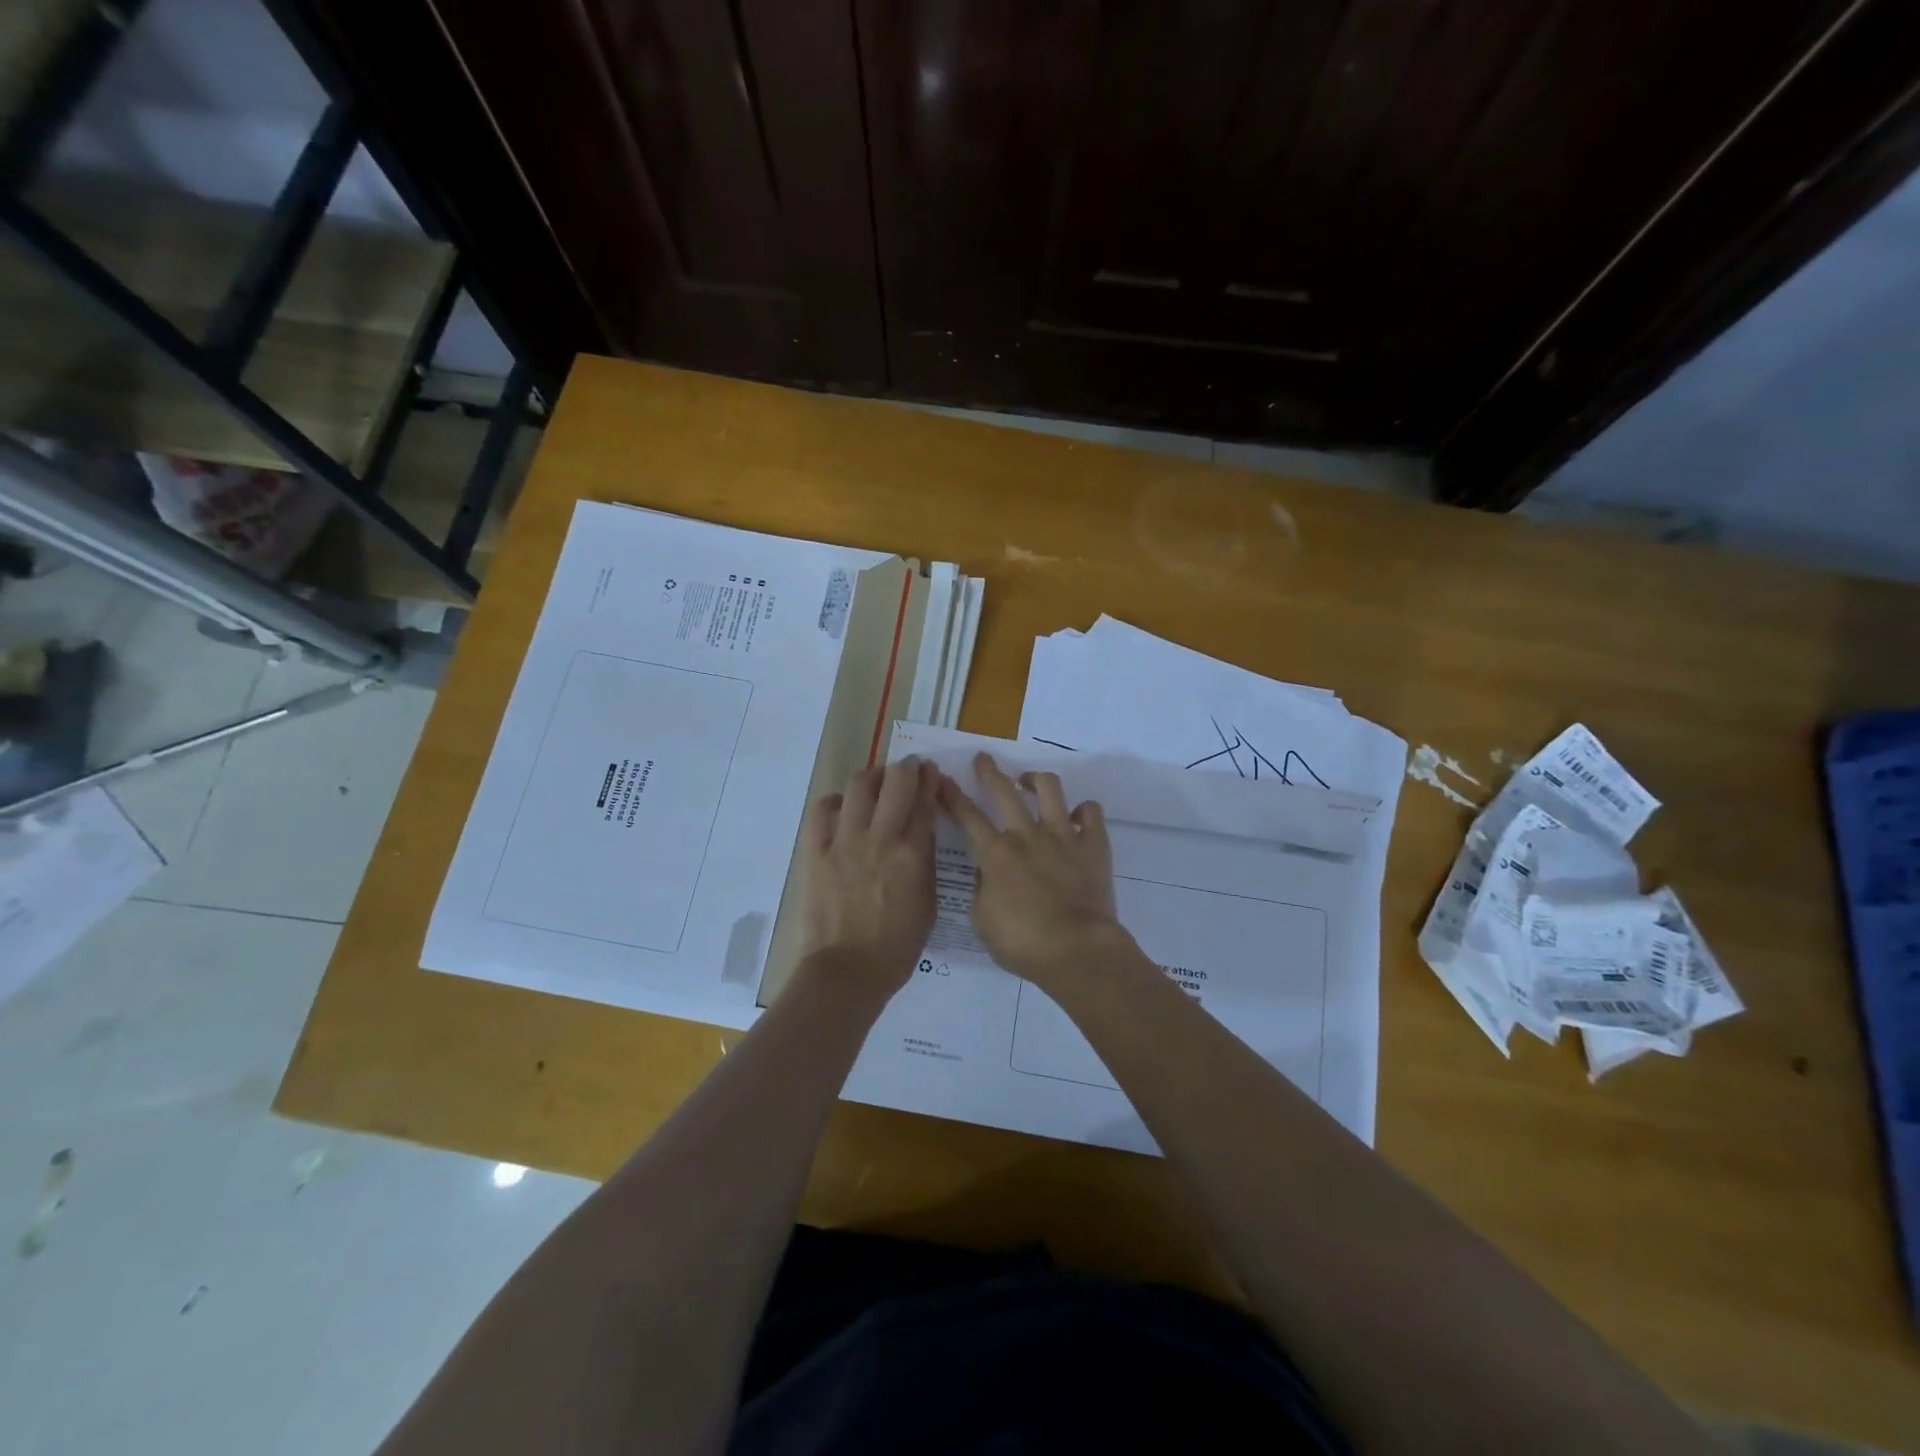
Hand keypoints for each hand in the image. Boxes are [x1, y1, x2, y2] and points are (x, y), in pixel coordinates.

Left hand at [797, 758, 939, 999]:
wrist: (847, 972)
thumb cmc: (896, 947)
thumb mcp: (929, 905)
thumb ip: (926, 863)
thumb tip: (921, 834)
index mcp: (913, 854)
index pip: (925, 801)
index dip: (930, 780)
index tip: (932, 773)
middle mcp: (880, 838)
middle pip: (896, 782)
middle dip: (906, 768)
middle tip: (909, 770)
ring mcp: (844, 842)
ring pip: (858, 786)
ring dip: (872, 777)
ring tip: (876, 783)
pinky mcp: (816, 852)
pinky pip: (822, 811)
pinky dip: (835, 801)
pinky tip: (842, 807)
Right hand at [937, 753, 1124, 986]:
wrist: (1077, 951)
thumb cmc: (1023, 943)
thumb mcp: (983, 921)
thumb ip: (981, 890)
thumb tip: (986, 872)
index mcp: (995, 854)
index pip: (967, 816)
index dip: (952, 796)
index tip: (942, 779)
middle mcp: (1027, 835)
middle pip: (1004, 791)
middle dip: (989, 771)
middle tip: (983, 759)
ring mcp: (1063, 836)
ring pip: (1050, 788)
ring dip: (1036, 779)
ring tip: (1030, 781)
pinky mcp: (1093, 845)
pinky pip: (1091, 811)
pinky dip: (1083, 810)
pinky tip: (1077, 816)